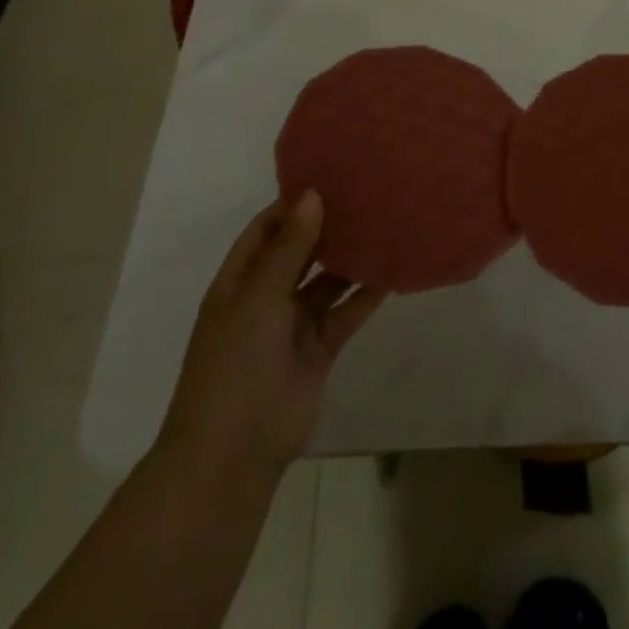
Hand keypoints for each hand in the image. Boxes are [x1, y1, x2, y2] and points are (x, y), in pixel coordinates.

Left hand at [160, 191, 384, 479]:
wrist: (235, 450)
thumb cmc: (235, 364)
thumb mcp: (258, 298)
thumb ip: (289, 249)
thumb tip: (311, 195)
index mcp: (238, 282)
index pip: (265, 231)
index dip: (292, 206)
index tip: (329, 177)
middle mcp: (266, 298)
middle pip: (299, 253)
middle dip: (326, 227)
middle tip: (366, 195)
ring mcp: (293, 325)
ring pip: (327, 281)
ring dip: (350, 258)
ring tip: (385, 224)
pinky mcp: (321, 348)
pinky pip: (346, 312)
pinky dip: (366, 295)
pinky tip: (393, 271)